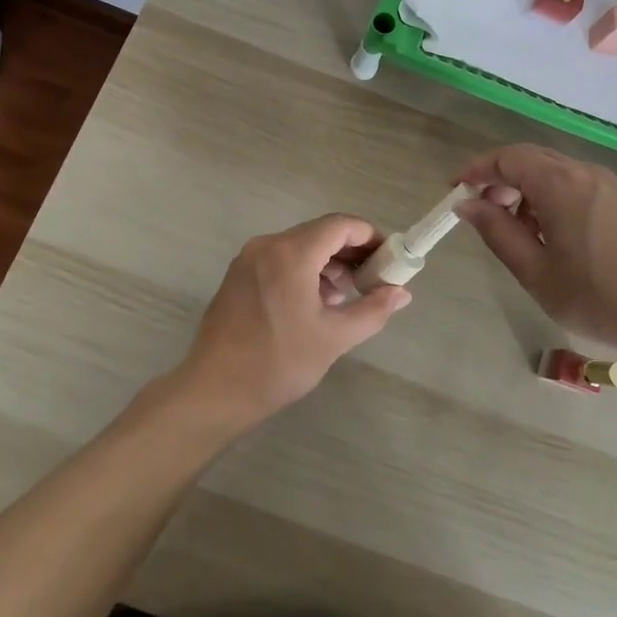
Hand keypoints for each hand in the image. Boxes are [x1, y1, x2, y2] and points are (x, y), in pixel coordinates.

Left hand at [175, 214, 410, 429]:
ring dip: (328, 263)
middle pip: (319, 233)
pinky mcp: (238, 276)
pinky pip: (280, 260)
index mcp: (291, 253)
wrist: (214, 391)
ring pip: (299, 246)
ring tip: (346, 296)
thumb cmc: (278, 362)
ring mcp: (248, 259)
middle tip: (373, 280)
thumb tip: (402, 293)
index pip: (340, 225)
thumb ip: (372, 310)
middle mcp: (267, 245)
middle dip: (351, 252)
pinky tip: (315, 302)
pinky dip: (304, 271)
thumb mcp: (334, 337)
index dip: (370, 236)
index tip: (389, 259)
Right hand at [454, 144, 616, 358]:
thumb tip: (467, 205)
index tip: (455, 190)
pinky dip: (554, 197)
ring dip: (528, 190)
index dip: (476, 170)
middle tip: (483, 213)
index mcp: (560, 184)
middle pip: (532, 159)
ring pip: (556, 171)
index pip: (507, 158)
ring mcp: (611, 185)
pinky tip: (554, 234)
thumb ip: (498, 232)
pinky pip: (578, 184)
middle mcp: (586, 172)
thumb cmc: (600, 299)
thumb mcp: (536, 273)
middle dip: (500, 179)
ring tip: (518, 231)